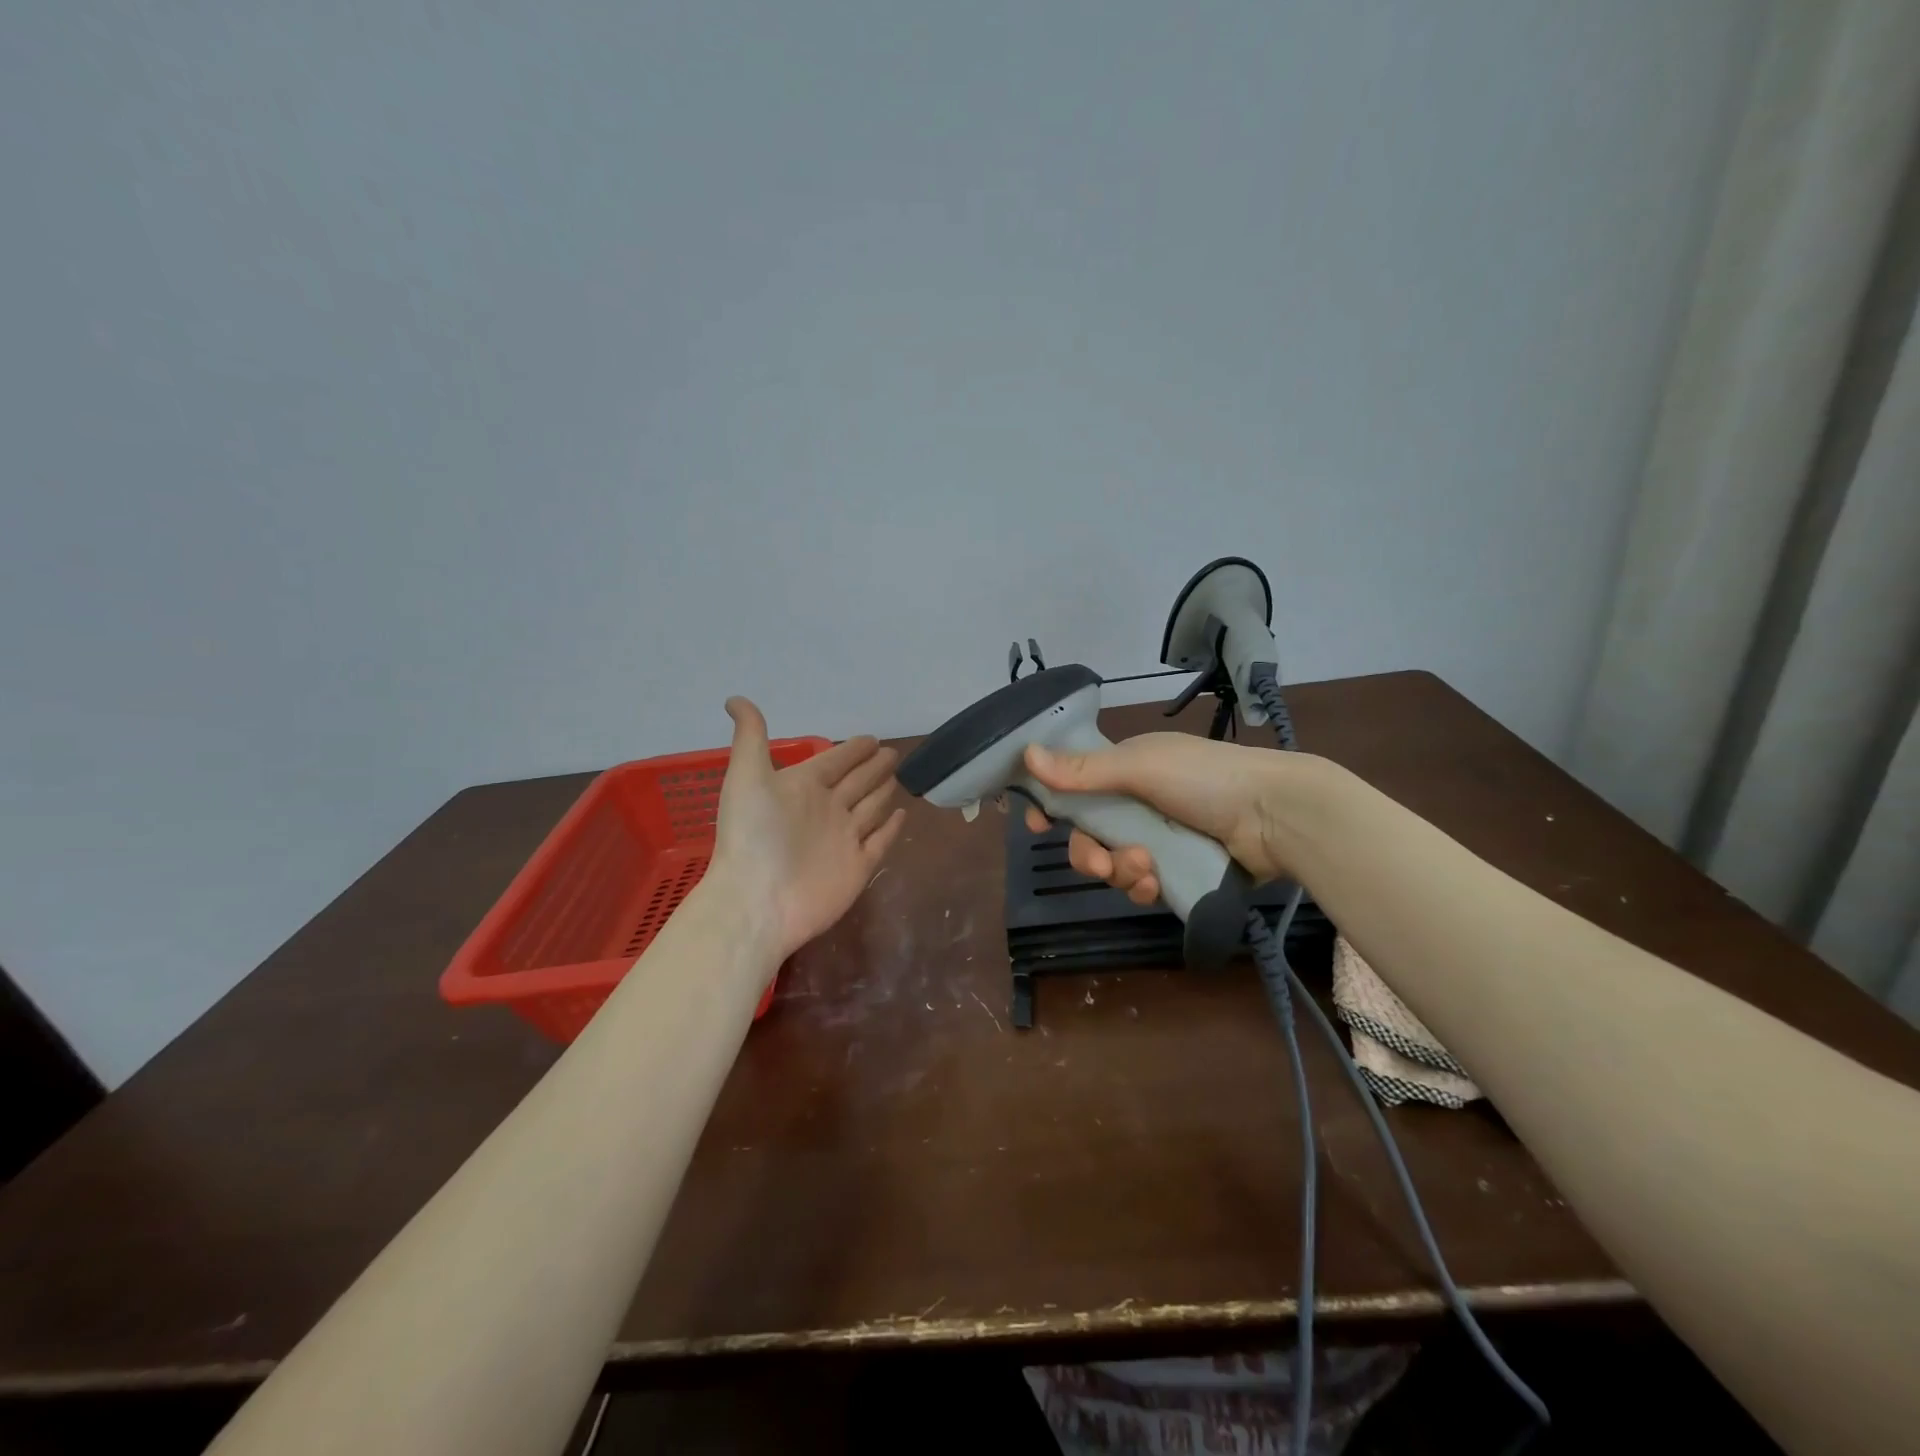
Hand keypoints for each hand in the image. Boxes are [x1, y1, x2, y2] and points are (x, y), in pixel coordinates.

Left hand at [710, 698, 907, 961]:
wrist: (757, 901)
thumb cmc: (752, 835)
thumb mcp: (747, 776)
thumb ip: (750, 738)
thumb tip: (734, 698)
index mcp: (802, 787)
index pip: (834, 761)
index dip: (852, 750)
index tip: (871, 738)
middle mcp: (825, 810)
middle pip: (857, 782)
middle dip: (873, 767)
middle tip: (893, 753)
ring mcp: (844, 840)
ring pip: (870, 808)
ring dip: (883, 793)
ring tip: (899, 779)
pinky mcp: (858, 867)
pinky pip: (880, 842)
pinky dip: (891, 829)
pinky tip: (901, 815)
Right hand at [1021, 733, 1317, 903]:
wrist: (1276, 816)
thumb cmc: (1205, 778)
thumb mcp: (1141, 768)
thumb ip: (1083, 770)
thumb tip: (1027, 754)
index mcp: (1127, 769)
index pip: (1075, 786)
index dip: (1052, 805)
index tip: (1034, 825)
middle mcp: (1139, 802)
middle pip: (1089, 833)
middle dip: (1088, 853)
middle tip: (1102, 863)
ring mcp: (1160, 837)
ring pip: (1114, 863)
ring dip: (1121, 871)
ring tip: (1146, 870)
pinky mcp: (1180, 868)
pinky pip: (1142, 883)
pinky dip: (1143, 885)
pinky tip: (1156, 884)